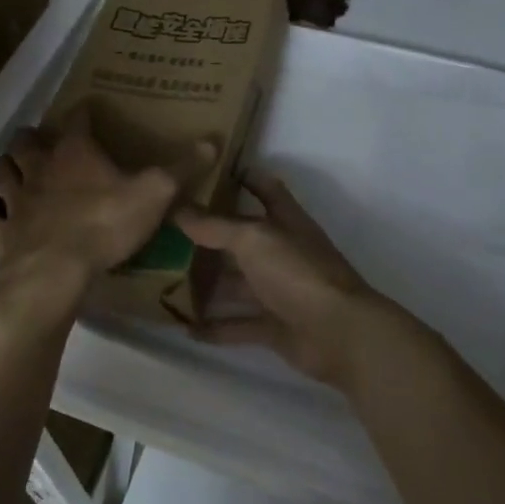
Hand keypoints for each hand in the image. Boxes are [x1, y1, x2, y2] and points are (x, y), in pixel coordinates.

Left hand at [0, 108, 212, 302]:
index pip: (77, 118)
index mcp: (75, 152)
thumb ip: (181, 168)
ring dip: (8, 168)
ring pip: (2, 172)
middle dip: (32, 138)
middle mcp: (39, 167)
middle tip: (43, 143)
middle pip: (26, 141)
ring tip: (17, 171)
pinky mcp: (0, 231)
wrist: (54, 272)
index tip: (89, 111)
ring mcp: (15, 199)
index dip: (83, 112)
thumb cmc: (104, 224)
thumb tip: (212, 140)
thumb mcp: (154, 194)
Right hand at [175, 174, 385, 388]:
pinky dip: (215, 327)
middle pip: (243, 238)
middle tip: (168, 230)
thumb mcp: (254, 239)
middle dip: (210, 234)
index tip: (209, 170)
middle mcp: (282, 251)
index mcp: (284, 220)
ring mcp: (279, 290)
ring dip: (207, 283)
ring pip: (236, 283)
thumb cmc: (298, 271)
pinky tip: (184, 329)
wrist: (339, 333)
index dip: (243, 176)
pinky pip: (239, 324)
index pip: (265, 188)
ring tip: (165, 280)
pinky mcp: (275, 325)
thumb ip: (215, 225)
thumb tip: (177, 208)